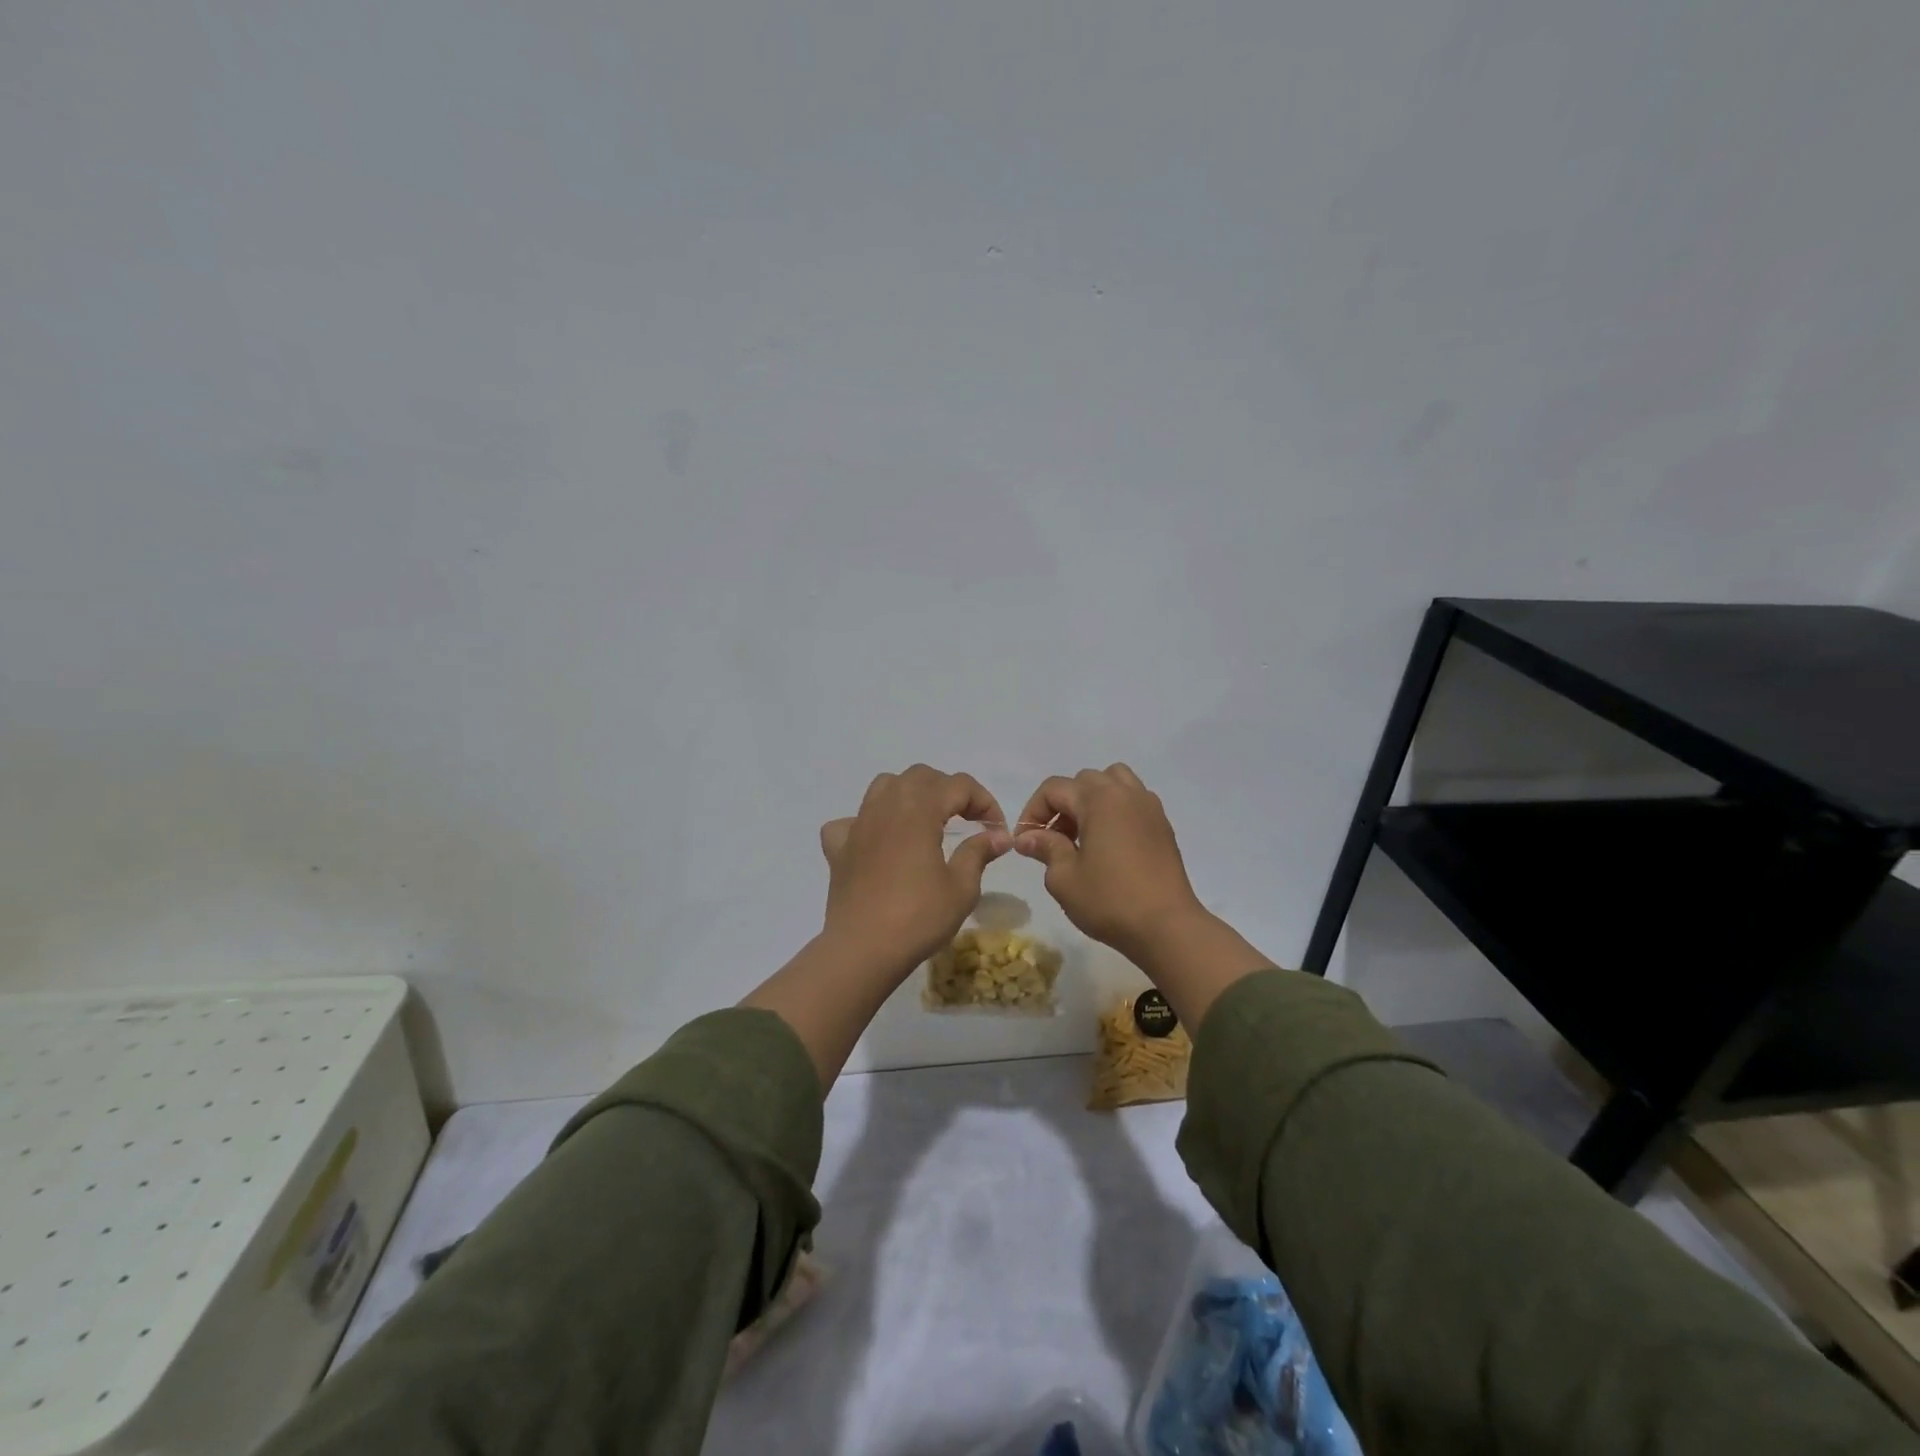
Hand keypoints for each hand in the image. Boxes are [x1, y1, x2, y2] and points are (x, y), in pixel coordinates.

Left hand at [819, 765, 1012, 971]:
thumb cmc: (919, 917)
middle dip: (948, 791)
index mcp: (919, 809)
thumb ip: (979, 852)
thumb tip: (999, 835)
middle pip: (921, 776)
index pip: (959, 785)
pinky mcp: (839, 848)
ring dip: (909, 794)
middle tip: (966, 820)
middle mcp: (887, 806)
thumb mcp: (961, 887)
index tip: (996, 830)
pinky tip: (877, 844)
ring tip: (924, 821)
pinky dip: (866, 824)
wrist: (863, 949)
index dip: (984, 801)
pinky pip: (850, 821)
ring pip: (884, 786)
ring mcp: (858, 825)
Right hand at [1013, 764, 1205, 957]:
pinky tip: (1110, 845)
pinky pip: (1133, 801)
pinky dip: (1115, 810)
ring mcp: (1148, 807)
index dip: (1033, 812)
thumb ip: (1045, 848)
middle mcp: (1125, 793)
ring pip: (1113, 783)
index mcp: (1098, 799)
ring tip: (1084, 834)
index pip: (1054, 789)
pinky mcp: (1163, 825)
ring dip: (1091, 800)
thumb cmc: (1110, 901)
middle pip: (1083, 781)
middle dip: (1062, 805)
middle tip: (1053, 840)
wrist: (1167, 926)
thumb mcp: (1064, 878)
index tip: (1026, 842)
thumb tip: (1028, 837)